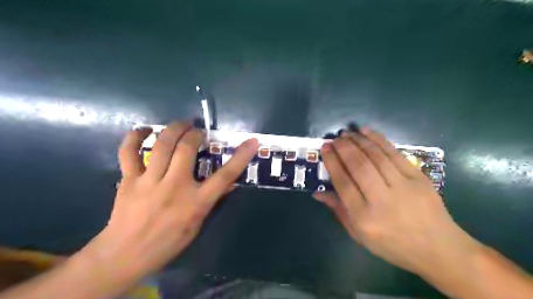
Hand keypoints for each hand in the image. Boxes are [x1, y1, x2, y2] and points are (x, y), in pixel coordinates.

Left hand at [83, 120, 258, 280]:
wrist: (126, 256)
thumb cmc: (168, 243)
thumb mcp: (197, 224)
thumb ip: (211, 201)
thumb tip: (228, 184)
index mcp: (196, 202)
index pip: (225, 176)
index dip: (241, 157)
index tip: (251, 142)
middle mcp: (175, 187)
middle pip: (187, 149)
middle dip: (196, 133)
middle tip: (198, 131)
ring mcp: (150, 182)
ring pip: (162, 145)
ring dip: (174, 129)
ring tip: (181, 124)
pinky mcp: (129, 180)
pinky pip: (128, 152)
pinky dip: (135, 137)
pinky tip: (145, 130)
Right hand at [313, 127, 480, 276]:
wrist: (438, 248)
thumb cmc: (393, 245)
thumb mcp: (359, 235)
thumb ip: (338, 210)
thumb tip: (317, 192)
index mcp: (365, 217)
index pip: (343, 183)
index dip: (332, 163)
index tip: (325, 148)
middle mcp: (382, 199)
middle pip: (359, 166)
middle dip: (343, 148)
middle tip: (334, 138)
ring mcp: (403, 186)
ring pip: (376, 156)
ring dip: (358, 141)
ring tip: (347, 133)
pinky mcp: (418, 177)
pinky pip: (395, 153)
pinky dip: (378, 139)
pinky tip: (366, 131)